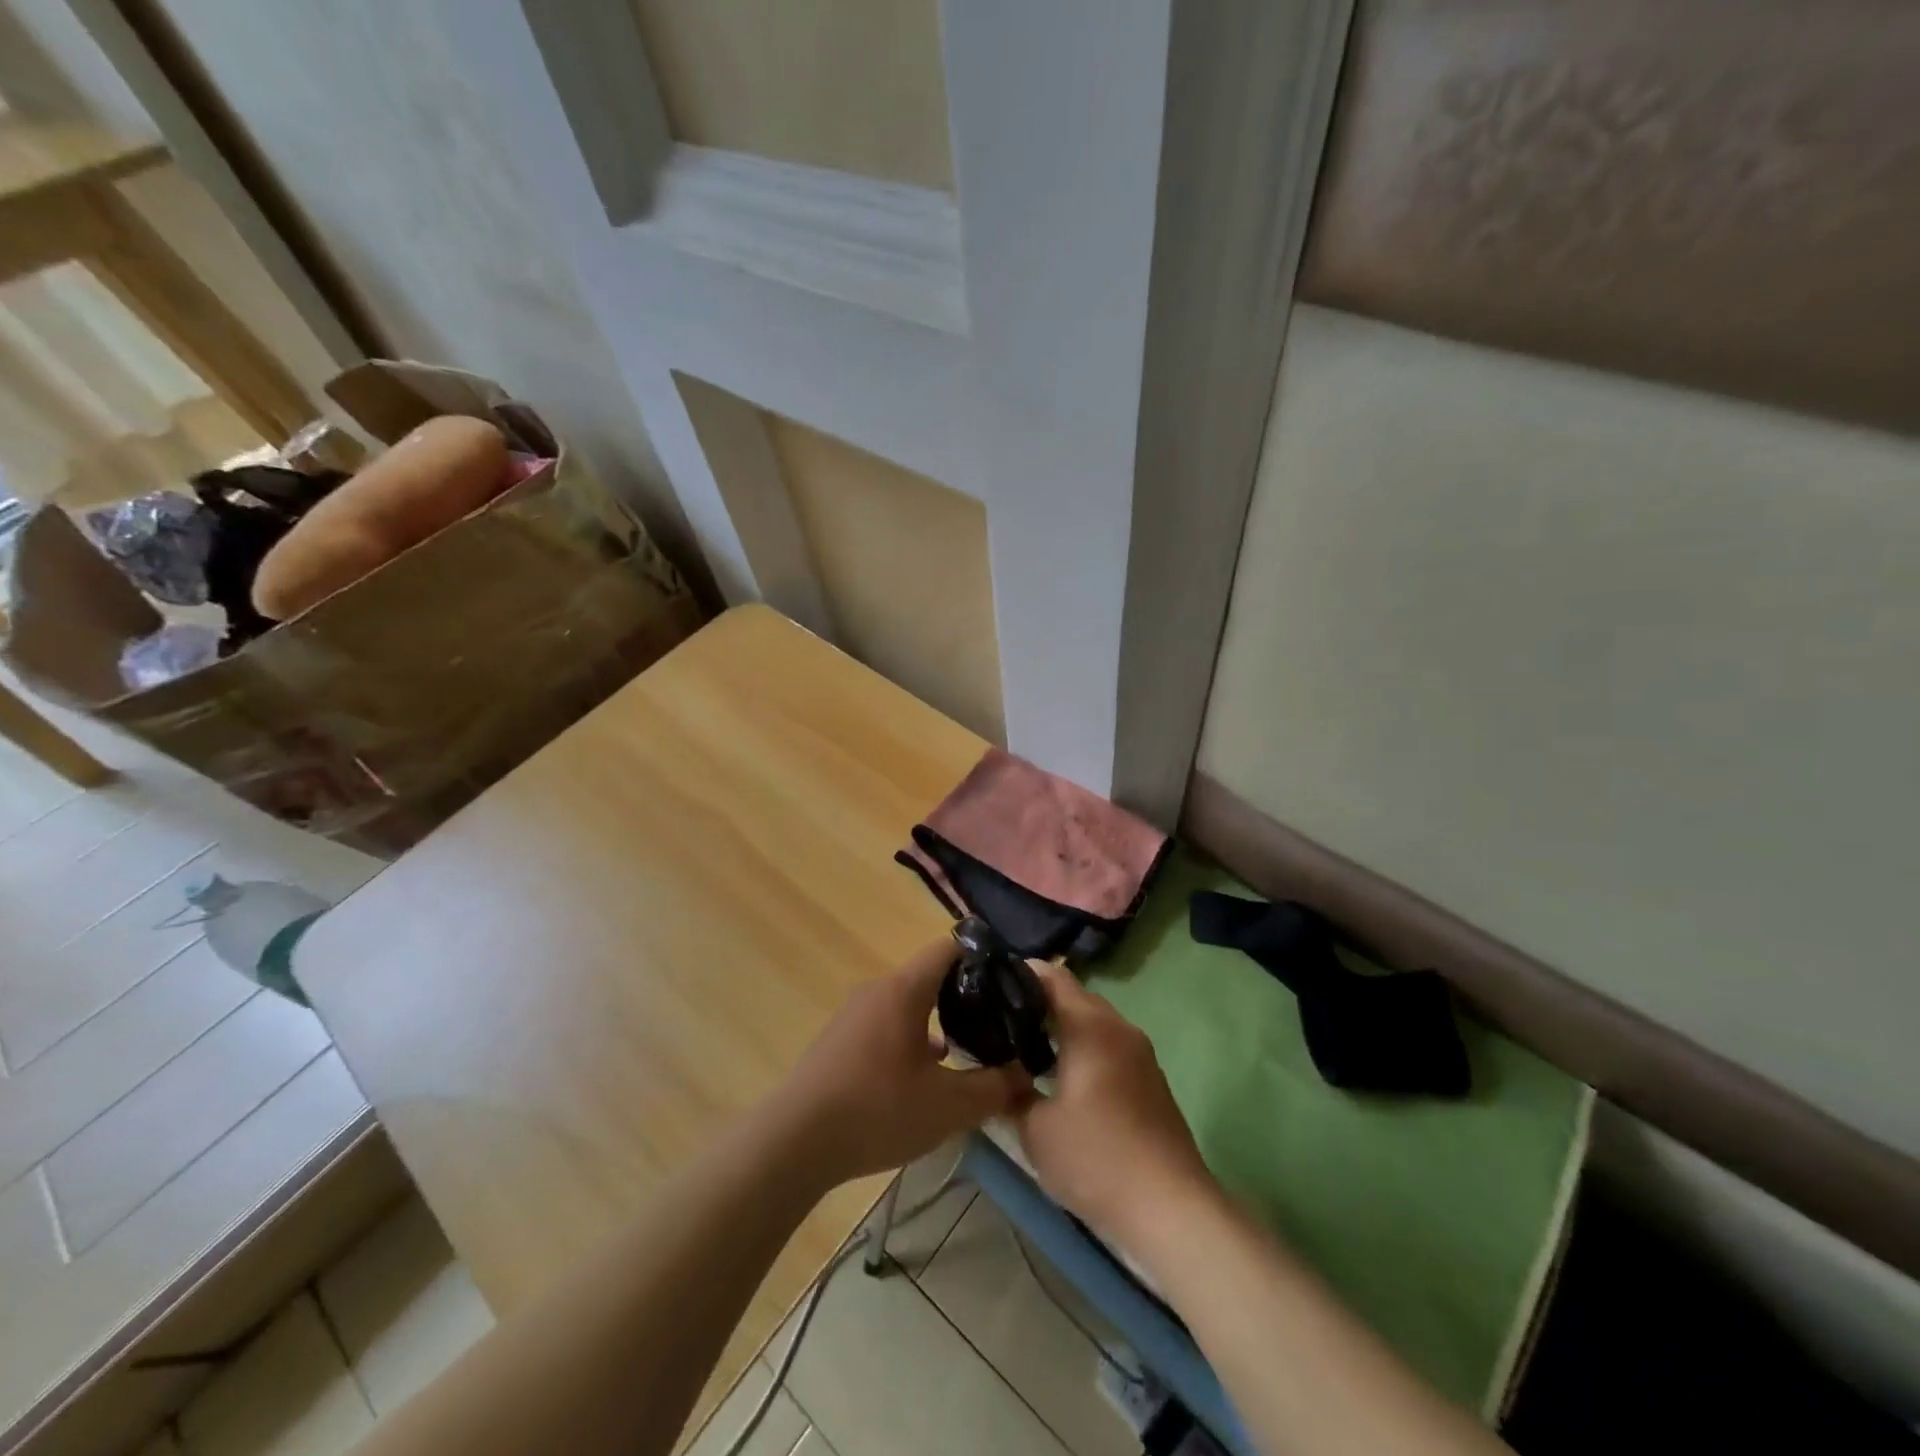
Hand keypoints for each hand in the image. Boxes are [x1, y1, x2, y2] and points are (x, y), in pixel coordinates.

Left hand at [773, 939, 1030, 1189]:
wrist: (795, 1141)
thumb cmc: (878, 1110)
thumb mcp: (948, 1106)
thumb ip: (994, 1088)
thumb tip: (1026, 1075)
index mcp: (905, 989)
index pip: (950, 948)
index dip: (984, 956)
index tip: (1011, 981)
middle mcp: (878, 990)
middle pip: (930, 977)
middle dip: (966, 996)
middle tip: (998, 1022)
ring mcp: (854, 1015)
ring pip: (908, 1005)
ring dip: (938, 1022)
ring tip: (968, 1052)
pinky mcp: (840, 1041)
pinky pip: (887, 1025)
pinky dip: (911, 1039)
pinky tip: (924, 1077)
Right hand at [1011, 962, 1211, 1245]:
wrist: (1170, 1208)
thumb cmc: (1095, 1158)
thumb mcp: (1035, 1129)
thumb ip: (1011, 1092)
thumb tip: (996, 1073)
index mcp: (1089, 1026)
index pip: (1053, 977)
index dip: (1021, 972)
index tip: (991, 981)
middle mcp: (1118, 1028)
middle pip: (1075, 997)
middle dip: (1039, 1003)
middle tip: (1001, 1020)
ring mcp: (1140, 1054)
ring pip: (1094, 1024)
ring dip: (1063, 1029)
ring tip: (1025, 1050)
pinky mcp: (1151, 1080)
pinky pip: (1110, 1047)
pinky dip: (1084, 1050)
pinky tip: (1062, 1079)